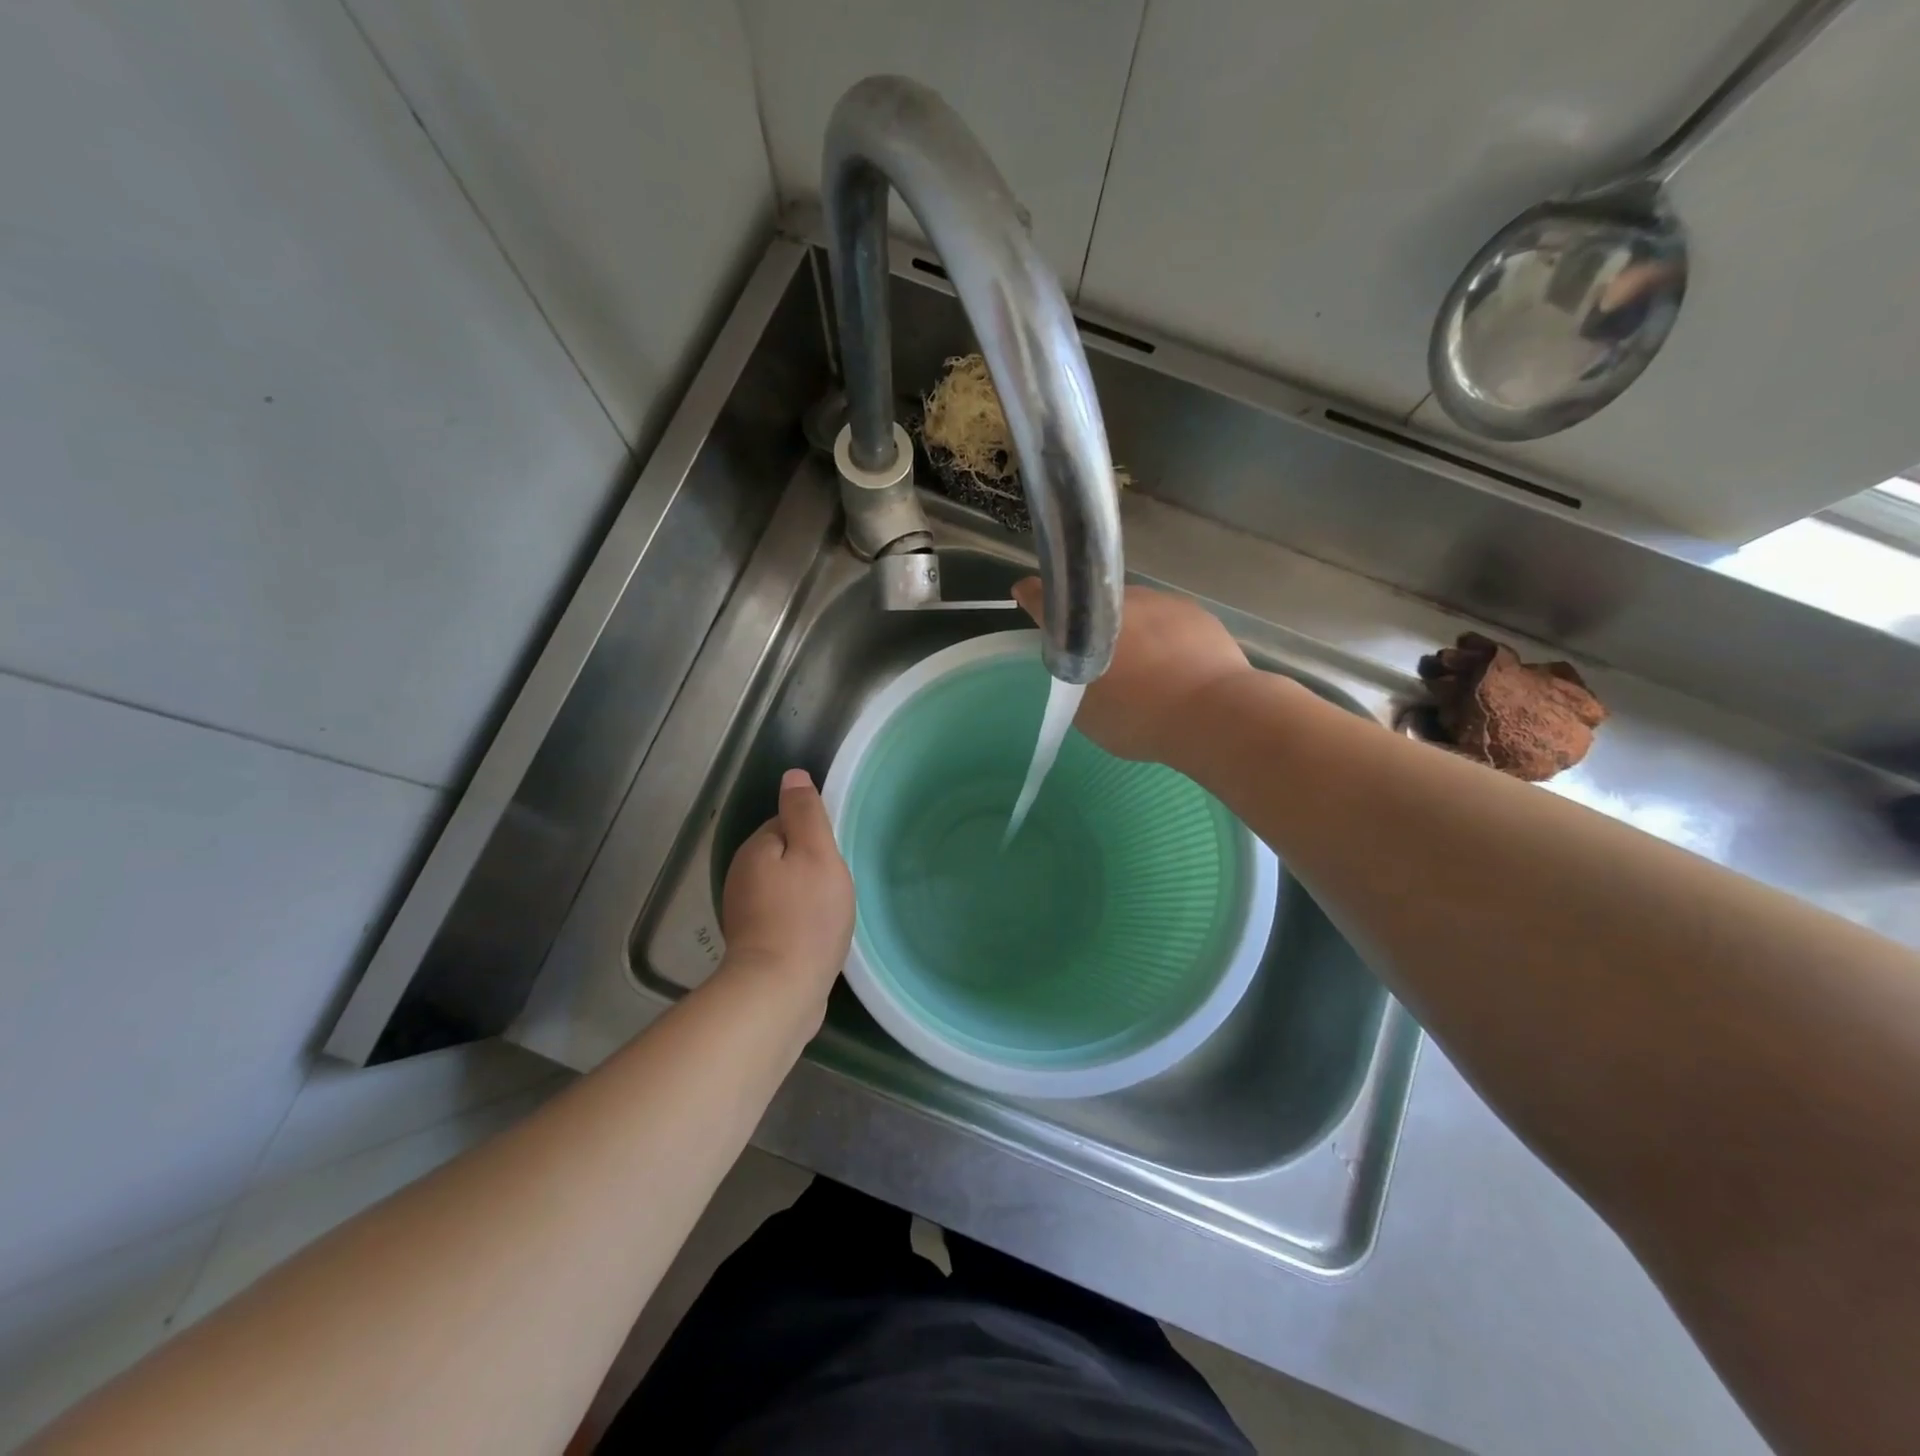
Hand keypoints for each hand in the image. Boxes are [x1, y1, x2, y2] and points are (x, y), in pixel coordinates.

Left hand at [720, 769, 854, 997]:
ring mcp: (745, 913)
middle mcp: (742, 876)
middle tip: (838, 884)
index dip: (815, 835)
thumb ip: (805, 813)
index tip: (835, 856)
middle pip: (785, 855)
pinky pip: (783, 916)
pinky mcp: (755, 944)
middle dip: (812, 865)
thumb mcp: (816, 853)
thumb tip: (792, 775)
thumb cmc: (806, 916)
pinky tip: (817, 933)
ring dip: (807, 893)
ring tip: (832, 910)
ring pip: (785, 887)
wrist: (780, 991)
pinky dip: (800, 919)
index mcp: (755, 849)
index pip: (787, 823)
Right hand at [1013, 577, 1252, 763]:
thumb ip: (1077, 685)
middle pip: (1096, 606)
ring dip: (1133, 631)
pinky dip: (1165, 638)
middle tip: (1103, 661)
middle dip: (1093, 625)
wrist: (1217, 714)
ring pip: (1136, 611)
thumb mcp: (1090, 714)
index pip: (1047, 600)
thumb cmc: (1141, 718)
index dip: (1033, 597)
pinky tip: (1177, 668)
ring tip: (1147, 669)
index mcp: (1086, 625)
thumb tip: (1083, 672)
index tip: (1025, 593)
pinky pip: (1169, 621)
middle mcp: (1120, 601)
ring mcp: (1162, 602)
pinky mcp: (1196, 612)